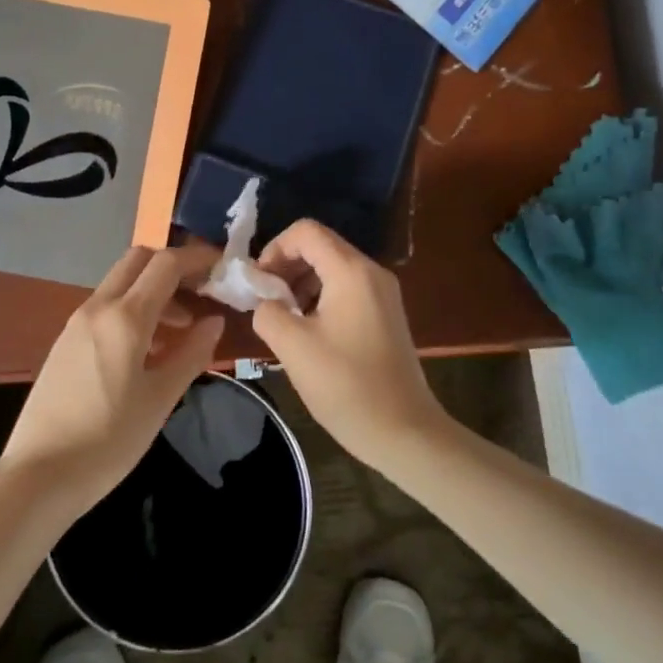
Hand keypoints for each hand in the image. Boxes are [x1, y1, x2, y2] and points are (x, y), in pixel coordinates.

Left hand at [0, 243, 224, 512]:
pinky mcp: (65, 343)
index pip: (166, 265)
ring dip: (153, 293)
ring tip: (182, 331)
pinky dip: (132, 312)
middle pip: (138, 261)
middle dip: (172, 268)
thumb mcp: (160, 399)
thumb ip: (192, 354)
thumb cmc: (108, 440)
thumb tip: (214, 321)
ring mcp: (76, 324)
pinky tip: (148, 351)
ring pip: (120, 285)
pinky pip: (105, 309)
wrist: (38, 475)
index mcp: (124, 317)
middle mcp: (97, 308)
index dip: (197, 259)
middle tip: (200, 294)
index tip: (222, 266)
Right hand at [249, 220, 447, 468]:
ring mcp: (383, 294)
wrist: (404, 431)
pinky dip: (320, 298)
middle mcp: (372, 272)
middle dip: (286, 267)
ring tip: (284, 320)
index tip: (259, 284)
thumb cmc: (346, 385)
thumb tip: (265, 302)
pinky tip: (308, 332)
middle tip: (265, 302)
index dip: (274, 249)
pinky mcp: (386, 315)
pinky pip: (346, 289)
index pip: (306, 232)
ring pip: (332, 269)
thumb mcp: (293, 346)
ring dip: (301, 284)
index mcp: (351, 271)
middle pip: (320, 247)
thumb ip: (268, 312)